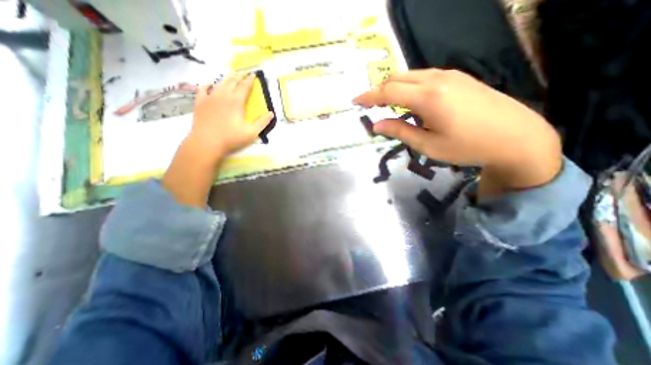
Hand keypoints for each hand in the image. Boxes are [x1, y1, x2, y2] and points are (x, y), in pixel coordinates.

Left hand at [191, 72, 276, 161]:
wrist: (207, 142)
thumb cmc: (231, 138)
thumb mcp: (251, 132)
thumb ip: (262, 122)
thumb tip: (271, 113)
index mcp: (236, 101)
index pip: (244, 86)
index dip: (250, 80)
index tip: (253, 74)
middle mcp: (223, 95)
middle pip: (232, 81)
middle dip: (239, 75)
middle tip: (244, 71)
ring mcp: (210, 97)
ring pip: (219, 83)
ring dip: (227, 78)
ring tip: (232, 74)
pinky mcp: (200, 102)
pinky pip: (203, 89)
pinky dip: (207, 84)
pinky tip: (210, 83)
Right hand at [354, 67, 562, 195]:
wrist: (516, 137)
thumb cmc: (467, 146)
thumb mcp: (428, 145)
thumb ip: (399, 131)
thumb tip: (376, 126)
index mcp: (428, 97)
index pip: (388, 92)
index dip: (369, 96)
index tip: (356, 101)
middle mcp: (437, 79)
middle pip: (397, 78)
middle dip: (379, 90)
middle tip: (370, 105)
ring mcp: (450, 76)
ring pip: (411, 75)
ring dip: (394, 87)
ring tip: (387, 104)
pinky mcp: (459, 78)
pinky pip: (425, 76)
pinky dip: (409, 86)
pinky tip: (410, 100)